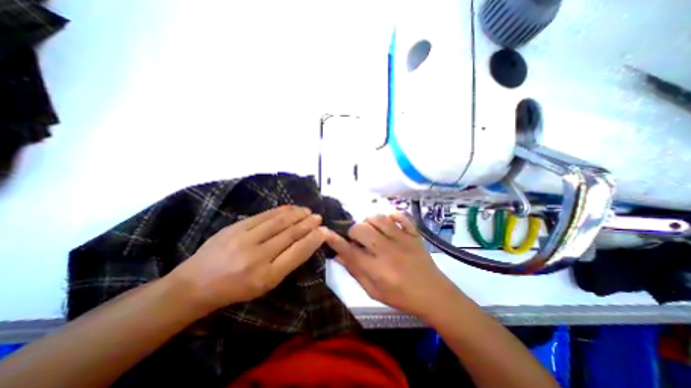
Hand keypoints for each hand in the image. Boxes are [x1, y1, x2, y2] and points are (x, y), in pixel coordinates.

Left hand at [170, 205, 327, 311]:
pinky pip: (263, 216)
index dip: (313, 240)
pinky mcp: (235, 228)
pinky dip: (280, 210)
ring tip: (307, 210)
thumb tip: (306, 242)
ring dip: (297, 214)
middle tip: (318, 217)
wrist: (195, 285)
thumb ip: (286, 263)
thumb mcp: (265, 284)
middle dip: (308, 224)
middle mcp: (258, 257)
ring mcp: (244, 240)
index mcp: (267, 276)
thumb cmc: (236, 289)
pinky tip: (290, 208)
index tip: (324, 231)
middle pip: (290, 235)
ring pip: (278, 222)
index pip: (298, 253)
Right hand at [327, 213, 460, 317]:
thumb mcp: (374, 292)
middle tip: (356, 239)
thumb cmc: (402, 297)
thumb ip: (355, 272)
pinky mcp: (414, 234)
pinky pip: (401, 216)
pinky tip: (388, 223)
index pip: (349, 251)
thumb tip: (339, 256)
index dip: (335, 240)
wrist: (434, 295)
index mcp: (377, 268)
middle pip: (361, 229)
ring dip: (369, 222)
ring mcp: (403, 239)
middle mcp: (387, 250)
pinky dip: (391, 215)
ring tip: (370, 230)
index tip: (326, 233)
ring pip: (378, 218)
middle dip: (353, 232)